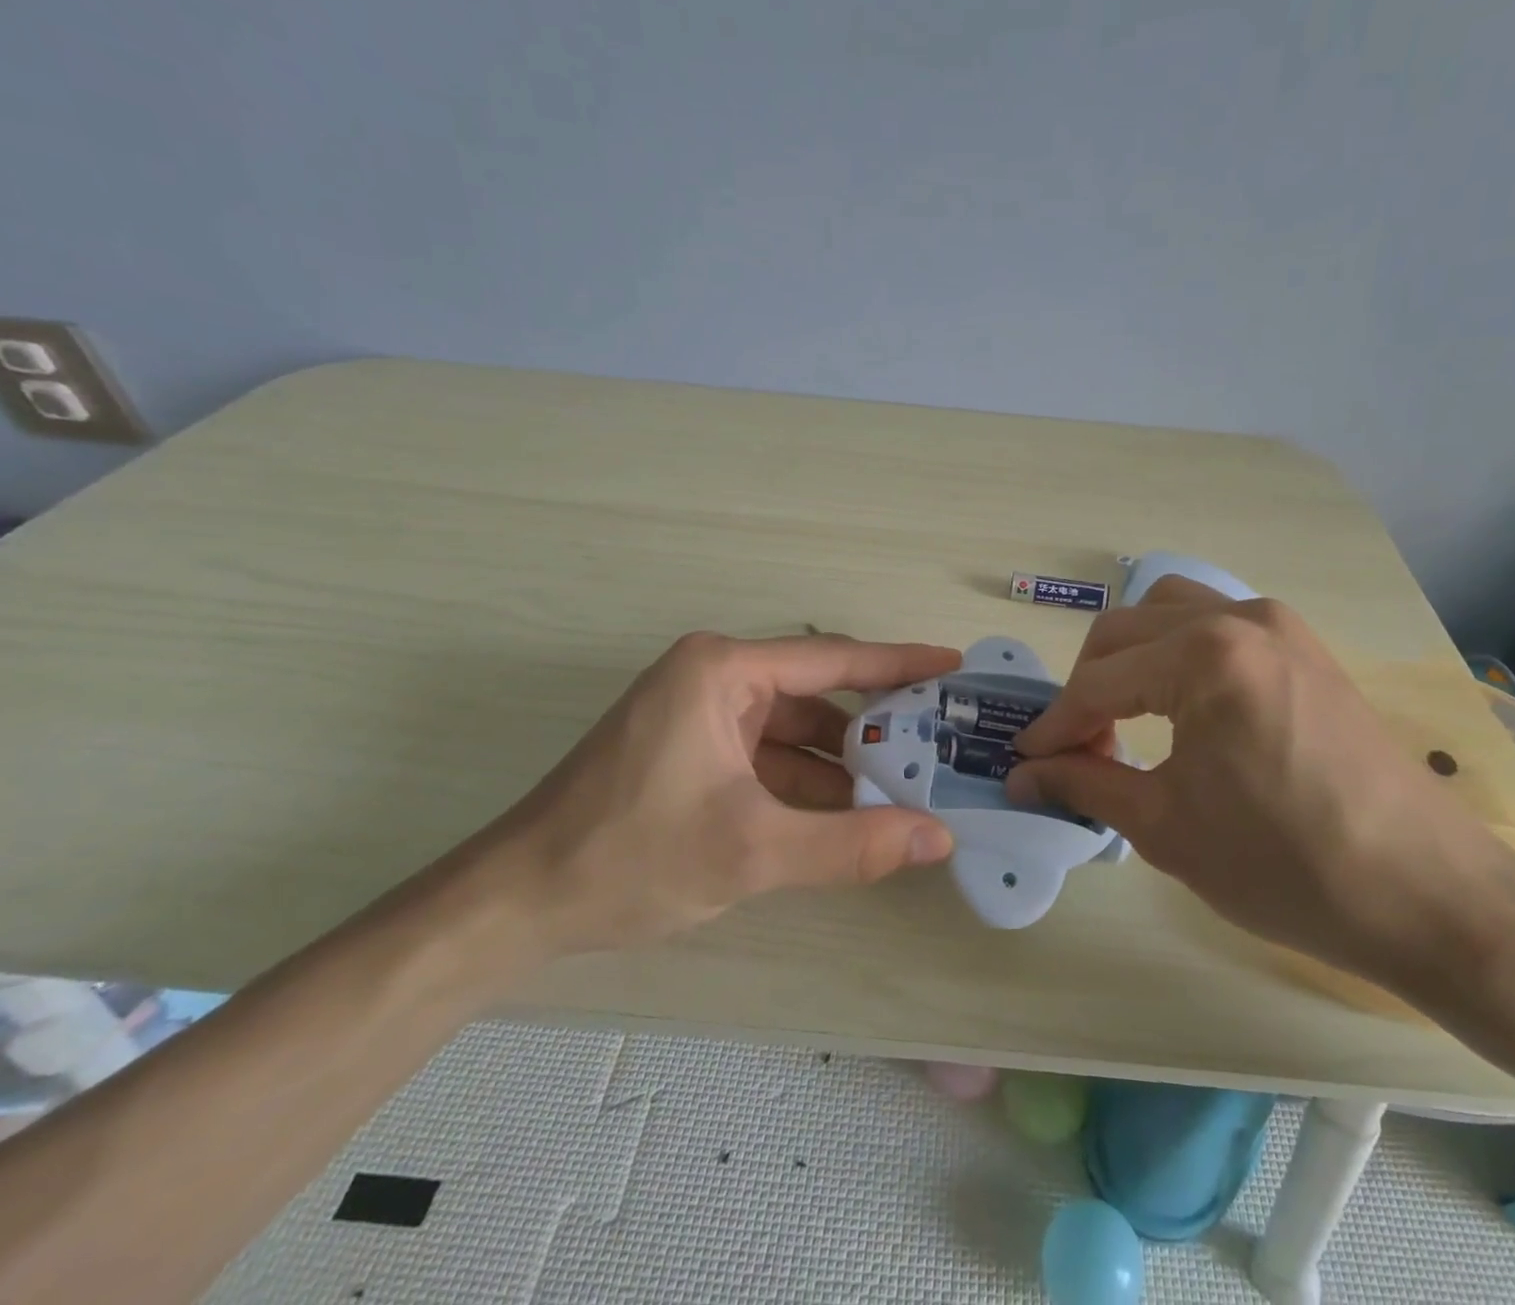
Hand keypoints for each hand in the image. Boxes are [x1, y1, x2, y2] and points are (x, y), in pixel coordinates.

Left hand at [484, 632, 960, 955]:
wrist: (515, 905)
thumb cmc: (629, 857)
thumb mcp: (751, 852)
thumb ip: (851, 845)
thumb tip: (937, 838)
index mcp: (723, 671)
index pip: (833, 659)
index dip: (899, 663)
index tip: (951, 665)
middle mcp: (713, 678)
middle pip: (816, 695)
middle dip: (873, 727)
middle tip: (937, 744)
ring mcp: (699, 715)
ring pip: (792, 732)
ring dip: (840, 765)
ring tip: (903, 793)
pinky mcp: (691, 751)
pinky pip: (766, 757)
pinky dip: (804, 784)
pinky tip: (843, 817)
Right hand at [1007, 577, 1514, 986]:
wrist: (1430, 896)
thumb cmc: (1286, 867)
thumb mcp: (1166, 828)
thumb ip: (1085, 784)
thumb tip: (1023, 774)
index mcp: (1204, 656)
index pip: (1098, 682)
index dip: (1054, 725)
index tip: (1025, 761)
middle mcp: (1238, 618)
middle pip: (1123, 631)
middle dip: (1086, 688)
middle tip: (1076, 749)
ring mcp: (1278, 625)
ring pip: (1166, 612)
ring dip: (1129, 658)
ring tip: (1122, 718)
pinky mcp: (1302, 645)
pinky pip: (1213, 624)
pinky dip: (1174, 652)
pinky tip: (1176, 703)